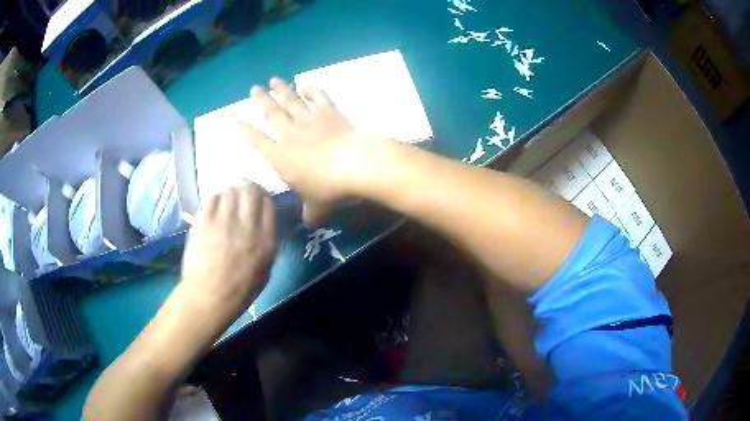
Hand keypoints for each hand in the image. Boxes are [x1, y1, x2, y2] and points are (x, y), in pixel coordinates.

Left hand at [180, 182, 276, 317]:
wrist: (209, 297)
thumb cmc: (239, 291)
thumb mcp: (265, 271)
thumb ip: (267, 244)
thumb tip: (263, 225)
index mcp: (266, 241)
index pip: (268, 204)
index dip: (264, 196)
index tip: (259, 198)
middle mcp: (247, 227)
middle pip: (251, 191)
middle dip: (248, 187)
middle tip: (243, 190)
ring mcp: (224, 223)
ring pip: (230, 190)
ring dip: (231, 191)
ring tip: (228, 197)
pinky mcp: (205, 222)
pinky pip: (212, 198)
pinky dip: (215, 197)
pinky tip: (214, 204)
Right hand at [239, 78, 385, 225]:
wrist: (355, 165)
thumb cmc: (329, 189)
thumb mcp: (316, 208)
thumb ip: (309, 214)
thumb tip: (309, 224)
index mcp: (280, 157)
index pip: (256, 141)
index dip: (245, 130)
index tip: (236, 119)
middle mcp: (290, 134)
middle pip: (271, 113)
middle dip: (261, 100)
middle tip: (254, 88)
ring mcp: (309, 120)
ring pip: (291, 101)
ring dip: (281, 90)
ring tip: (273, 80)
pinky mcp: (329, 113)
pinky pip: (318, 98)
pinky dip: (312, 90)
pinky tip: (307, 85)